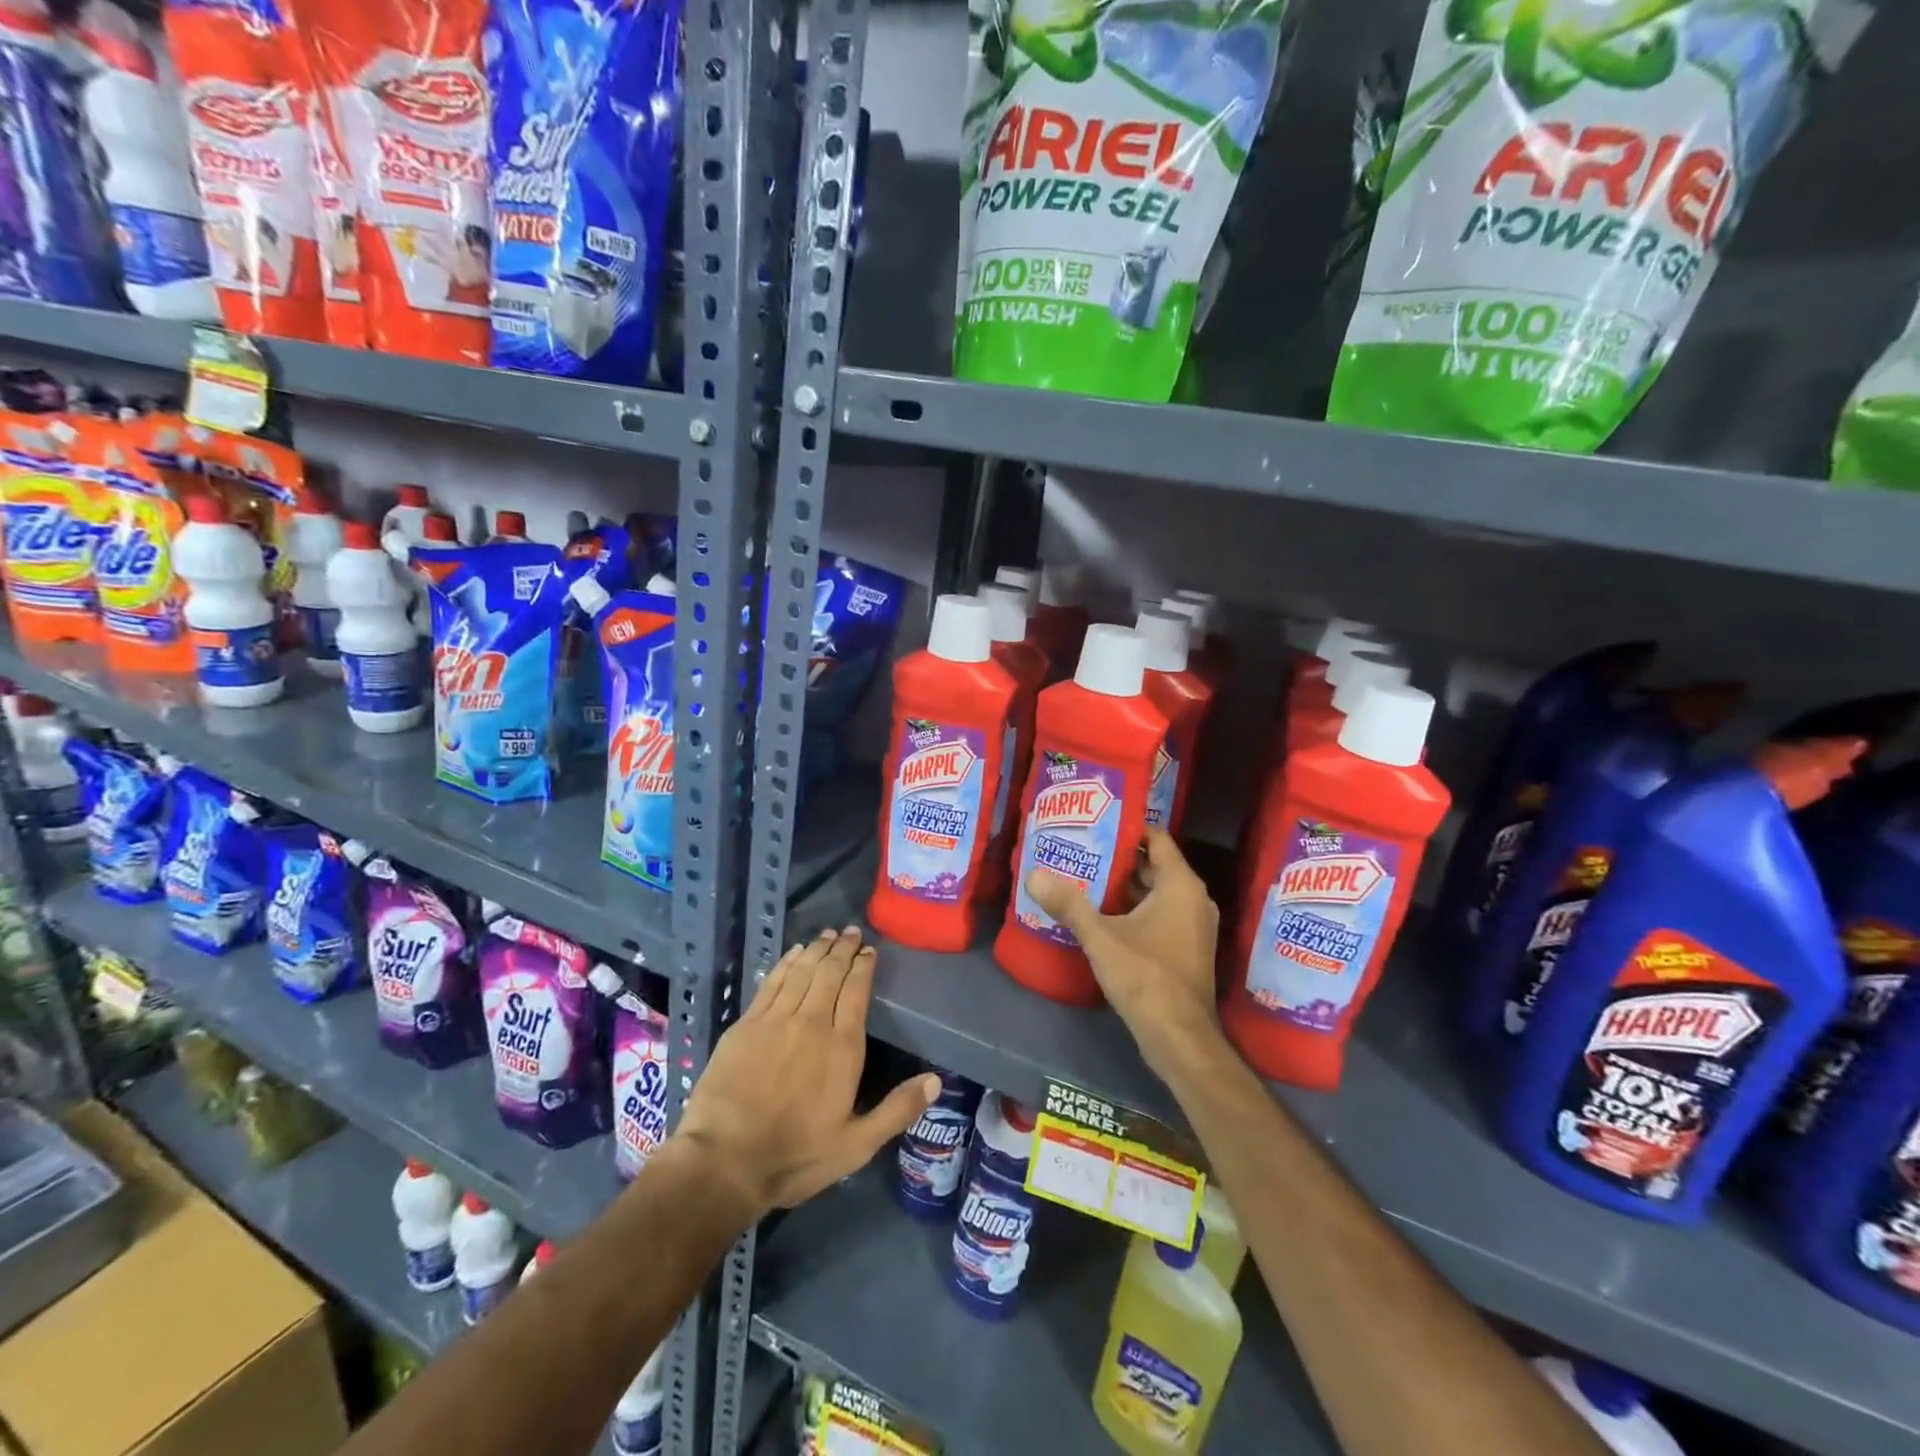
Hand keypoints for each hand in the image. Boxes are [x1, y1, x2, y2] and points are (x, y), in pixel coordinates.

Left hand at [675, 926, 938, 1215]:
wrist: (725, 1161)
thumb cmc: (795, 1155)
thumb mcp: (856, 1145)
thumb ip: (897, 1110)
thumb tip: (936, 1080)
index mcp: (842, 1047)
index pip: (857, 991)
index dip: (864, 967)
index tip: (869, 950)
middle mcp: (812, 1022)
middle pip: (830, 973)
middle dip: (843, 949)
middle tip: (851, 931)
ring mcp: (776, 1020)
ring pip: (802, 971)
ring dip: (817, 949)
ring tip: (828, 934)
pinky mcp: (746, 1024)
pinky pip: (772, 982)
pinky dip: (786, 963)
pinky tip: (793, 953)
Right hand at [1025, 829, 1222, 1074]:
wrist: (1179, 1038)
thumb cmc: (1146, 977)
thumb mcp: (1101, 937)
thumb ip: (1068, 904)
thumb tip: (1033, 874)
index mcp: (1181, 886)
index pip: (1157, 839)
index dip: (1128, 827)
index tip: (1095, 822)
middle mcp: (1193, 899)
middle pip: (1153, 865)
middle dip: (1118, 858)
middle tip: (1080, 848)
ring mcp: (1192, 926)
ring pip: (1154, 893)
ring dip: (1123, 886)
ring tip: (1083, 876)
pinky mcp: (1185, 948)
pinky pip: (1158, 914)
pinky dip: (1133, 909)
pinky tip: (1100, 914)